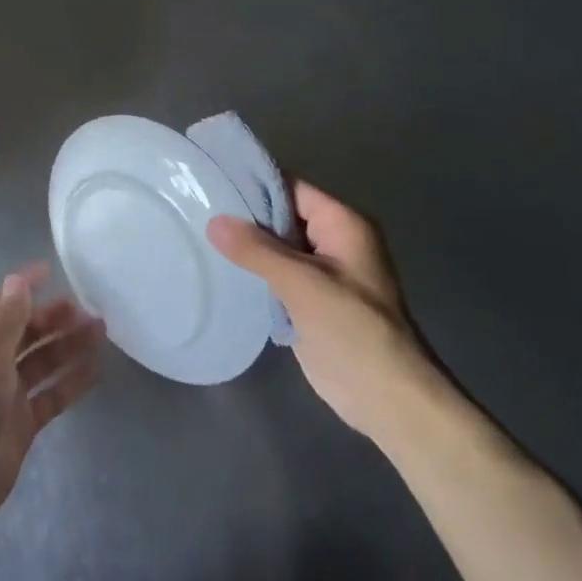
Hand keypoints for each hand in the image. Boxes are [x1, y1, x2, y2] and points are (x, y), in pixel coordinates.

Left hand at [0, 265, 103, 544]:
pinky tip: (96, 369)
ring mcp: (7, 393)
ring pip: (44, 361)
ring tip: (101, 331)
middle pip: (28, 333)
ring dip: (69, 346)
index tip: (51, 270)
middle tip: (88, 309)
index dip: (25, 289)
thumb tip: (17, 279)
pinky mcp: (23, 422)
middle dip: (55, 319)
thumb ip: (8, 320)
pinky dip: (71, 382)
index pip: (3, 306)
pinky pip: (52, 394)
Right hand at [207, 182, 438, 445]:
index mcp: (342, 225)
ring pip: (277, 248)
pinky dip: (253, 273)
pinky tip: (219, 270)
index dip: (254, 184)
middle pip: (282, 216)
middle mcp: (333, 242)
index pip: (292, 188)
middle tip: (196, 208)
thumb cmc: (352, 329)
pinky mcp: (310, 302)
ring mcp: (322, 273)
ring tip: (198, 235)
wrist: (385, 398)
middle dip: (245, 216)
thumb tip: (214, 221)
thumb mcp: (302, 284)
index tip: (211, 182)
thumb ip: (257, 250)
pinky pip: (276, 276)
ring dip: (246, 246)